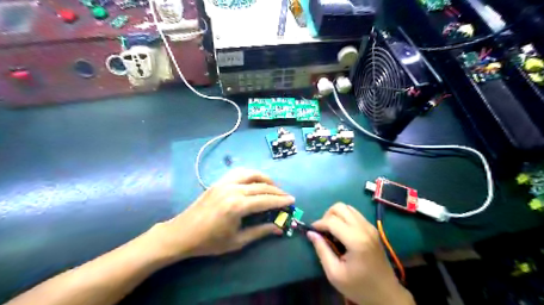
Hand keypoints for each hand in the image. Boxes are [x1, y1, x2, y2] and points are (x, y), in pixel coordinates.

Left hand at [153, 168, 296, 260]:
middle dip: (277, 190)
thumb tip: (279, 229)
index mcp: (237, 206)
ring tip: (273, 185)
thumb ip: (260, 232)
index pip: (266, 200)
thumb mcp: (237, 241)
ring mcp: (224, 183)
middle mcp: (233, 190)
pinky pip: (238, 172)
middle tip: (286, 196)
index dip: (281, 200)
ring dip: (265, 178)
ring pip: (251, 173)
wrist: (182, 233)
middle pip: (261, 186)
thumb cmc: (209, 242)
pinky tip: (254, 180)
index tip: (292, 200)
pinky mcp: (218, 182)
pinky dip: (251, 174)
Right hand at [308, 202, 414, 304]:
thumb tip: (311, 233)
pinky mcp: (372, 228)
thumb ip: (322, 250)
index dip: (318, 223)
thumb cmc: (359, 287)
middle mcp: (364, 228)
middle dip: (327, 216)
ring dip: (336, 215)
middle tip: (323, 231)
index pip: (332, 221)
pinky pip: (354, 214)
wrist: (386, 294)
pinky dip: (344, 217)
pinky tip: (342, 232)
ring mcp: (370, 227)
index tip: (312, 231)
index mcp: (356, 240)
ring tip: (331, 231)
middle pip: (340, 207)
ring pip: (347, 207)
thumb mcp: (335, 273)